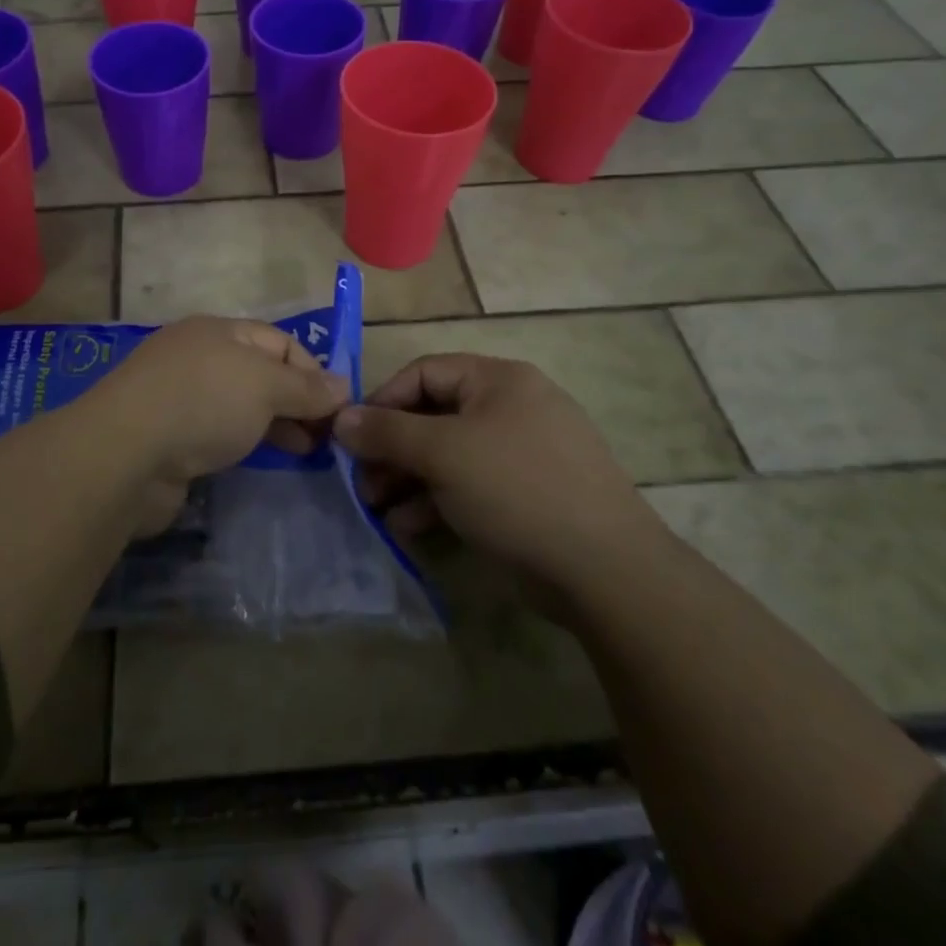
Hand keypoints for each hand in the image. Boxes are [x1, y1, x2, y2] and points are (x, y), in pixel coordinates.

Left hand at [79, 316, 349, 532]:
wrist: (125, 454)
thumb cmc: (202, 402)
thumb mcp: (264, 385)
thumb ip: (306, 387)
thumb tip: (343, 387)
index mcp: (218, 332)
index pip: (280, 342)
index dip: (313, 370)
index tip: (339, 408)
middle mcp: (199, 358)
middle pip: (261, 374)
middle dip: (297, 401)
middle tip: (327, 437)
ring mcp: (181, 398)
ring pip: (241, 406)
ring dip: (276, 425)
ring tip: (307, 452)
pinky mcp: (171, 438)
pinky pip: (220, 433)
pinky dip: (247, 444)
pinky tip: (264, 462)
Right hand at [333, 353, 663, 593]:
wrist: (606, 571)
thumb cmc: (517, 489)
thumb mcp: (443, 453)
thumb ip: (386, 432)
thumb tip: (340, 417)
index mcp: (498, 380)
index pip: (424, 373)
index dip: (383, 401)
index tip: (351, 436)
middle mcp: (510, 408)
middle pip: (433, 416)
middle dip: (392, 449)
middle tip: (362, 482)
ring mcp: (521, 454)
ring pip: (448, 456)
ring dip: (407, 479)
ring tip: (377, 509)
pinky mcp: (526, 495)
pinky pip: (469, 486)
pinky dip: (436, 502)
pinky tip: (408, 528)